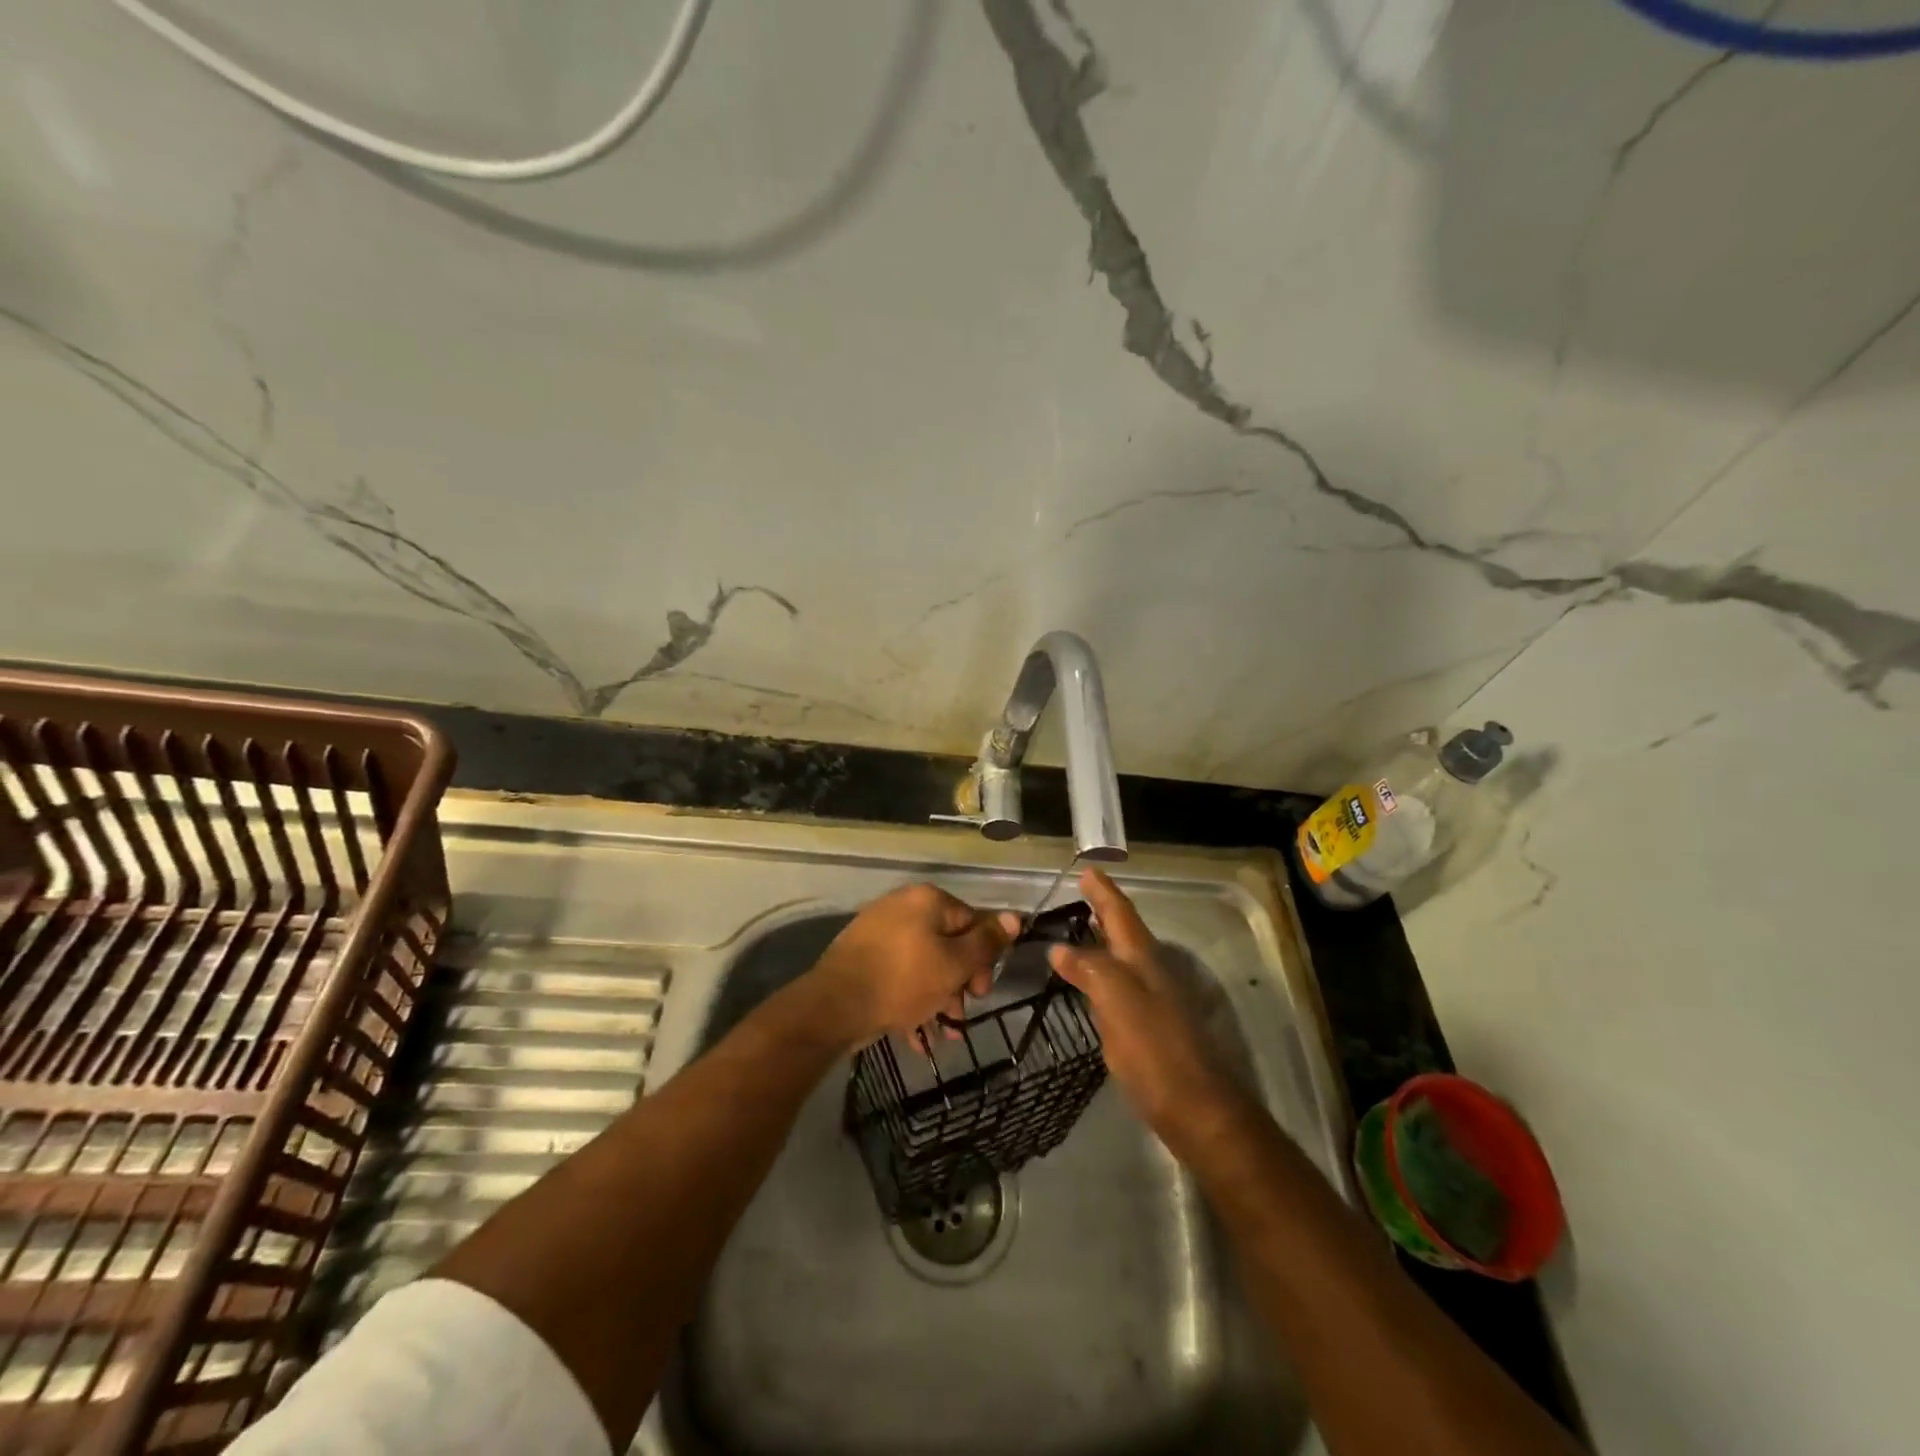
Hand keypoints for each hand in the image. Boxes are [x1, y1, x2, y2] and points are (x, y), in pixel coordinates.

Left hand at [808, 884, 1018, 1047]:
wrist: (835, 1005)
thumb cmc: (904, 980)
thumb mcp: (954, 964)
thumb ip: (986, 942)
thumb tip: (1015, 916)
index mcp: (928, 901)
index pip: (972, 922)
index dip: (983, 959)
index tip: (980, 992)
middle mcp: (903, 907)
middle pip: (947, 944)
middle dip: (958, 984)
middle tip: (959, 1016)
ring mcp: (879, 931)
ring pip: (922, 964)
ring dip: (937, 998)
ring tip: (940, 1035)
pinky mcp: (862, 957)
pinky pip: (898, 975)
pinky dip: (910, 1000)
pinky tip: (916, 1036)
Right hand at [1049, 869, 1248, 1150]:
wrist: (1194, 1107)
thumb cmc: (1153, 1048)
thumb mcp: (1117, 1000)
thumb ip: (1089, 969)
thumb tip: (1060, 949)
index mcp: (1143, 959)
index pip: (1120, 914)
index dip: (1103, 892)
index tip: (1087, 871)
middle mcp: (1150, 973)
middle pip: (1123, 933)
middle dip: (1103, 912)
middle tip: (1080, 896)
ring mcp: (1152, 1000)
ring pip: (1122, 959)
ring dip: (1102, 942)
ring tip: (1078, 931)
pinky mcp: (1147, 1027)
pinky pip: (1119, 987)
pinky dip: (1101, 974)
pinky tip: (1089, 984)